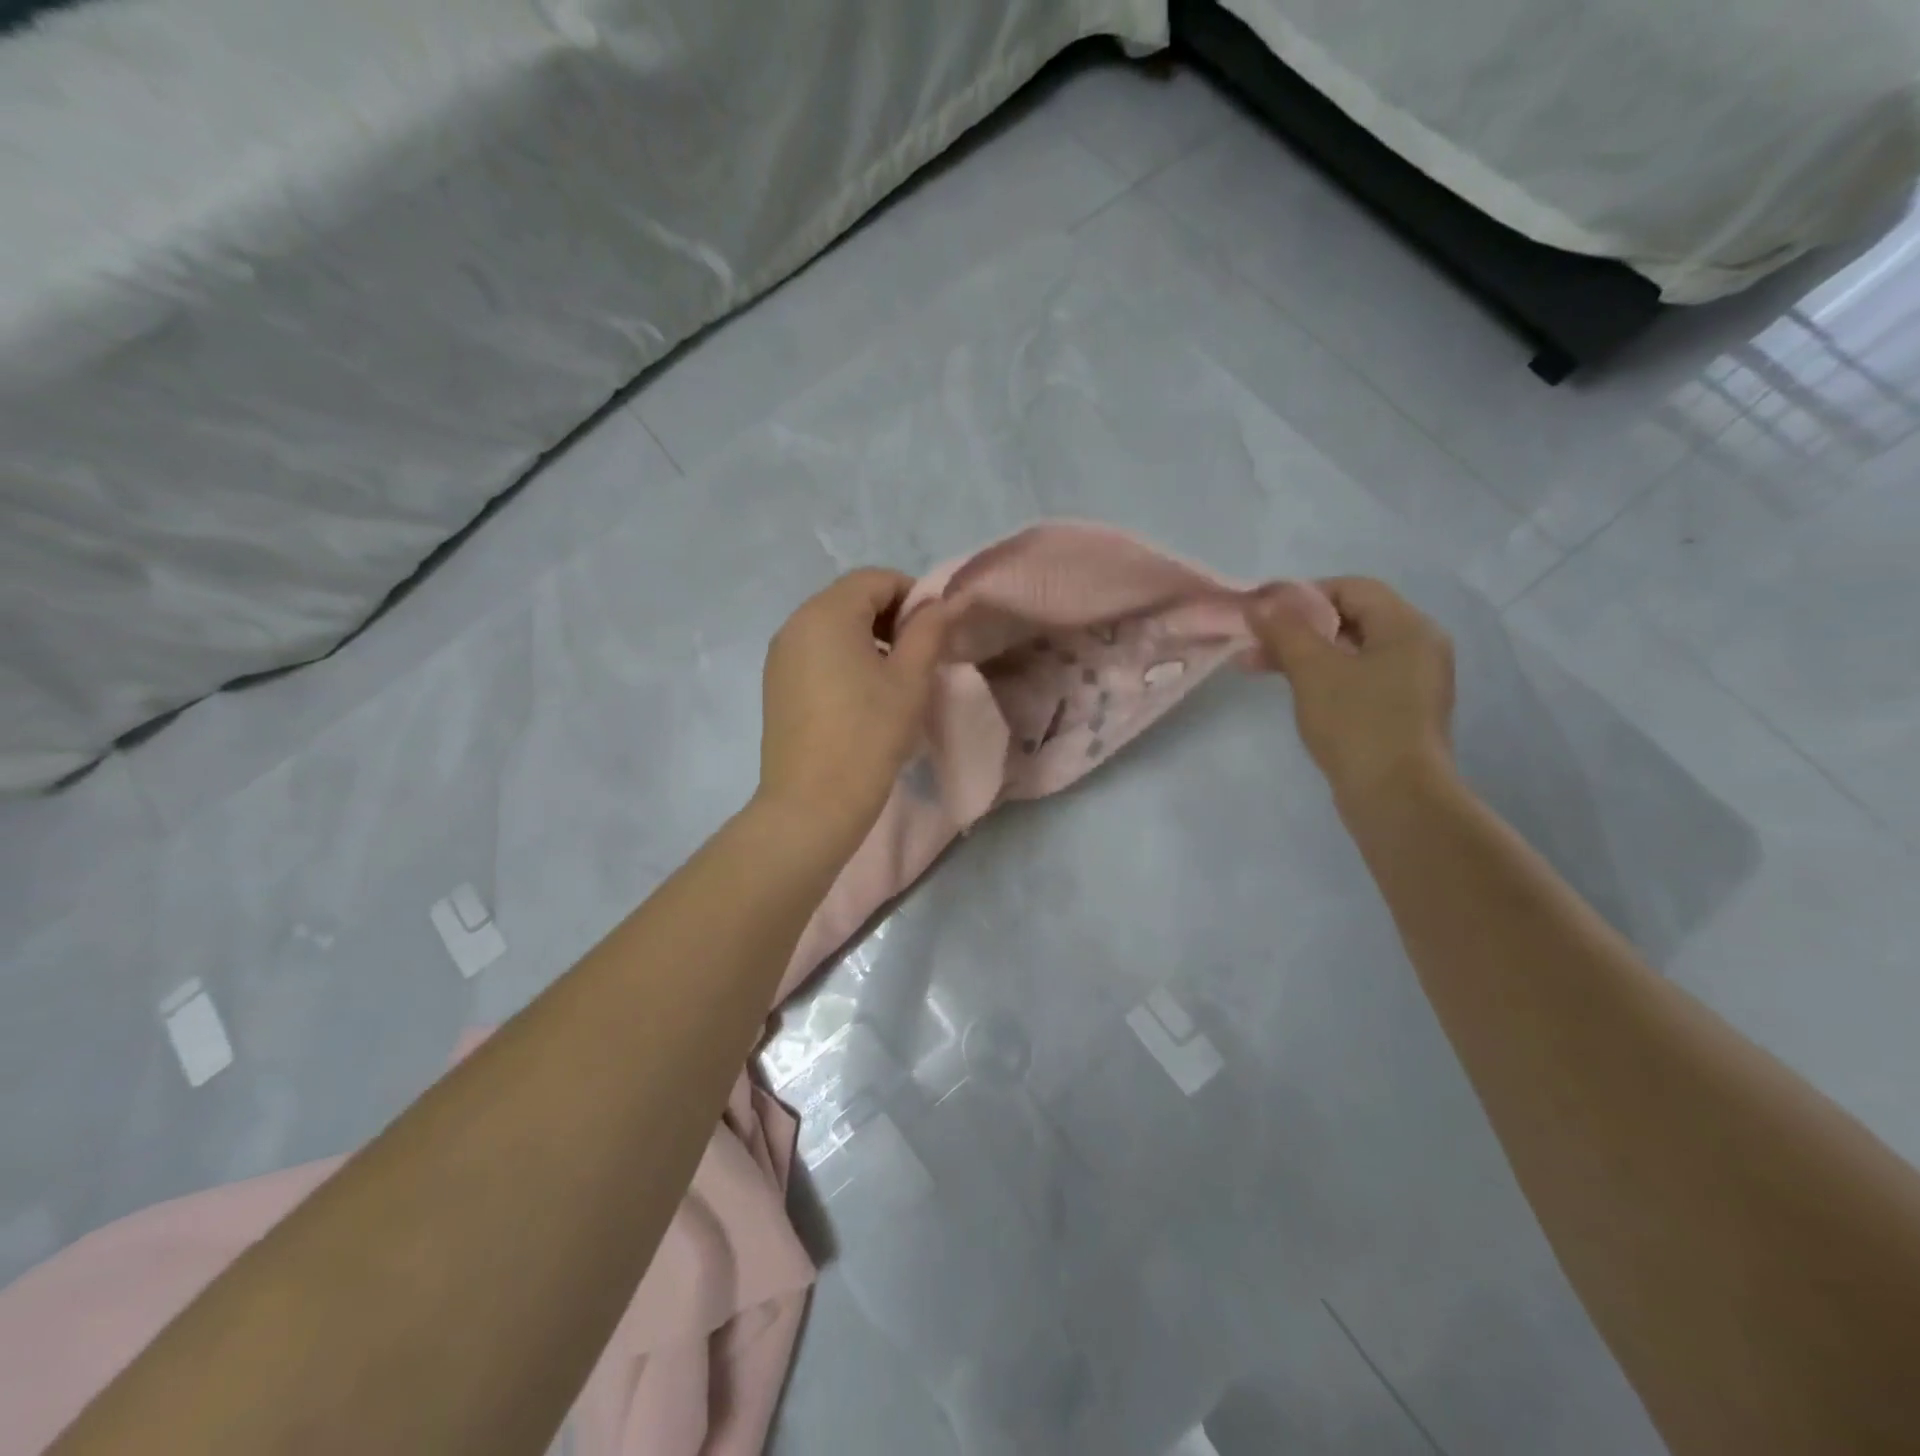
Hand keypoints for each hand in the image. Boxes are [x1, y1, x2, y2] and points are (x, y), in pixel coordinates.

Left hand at [755, 568, 947, 853]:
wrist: (812, 804)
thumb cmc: (869, 735)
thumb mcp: (910, 680)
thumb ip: (930, 631)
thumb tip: (946, 602)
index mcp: (827, 613)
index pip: (876, 579)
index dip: (913, 596)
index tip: (936, 632)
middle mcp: (795, 624)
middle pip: (851, 599)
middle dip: (891, 617)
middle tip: (920, 655)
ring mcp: (780, 656)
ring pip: (832, 627)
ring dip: (868, 638)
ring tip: (894, 679)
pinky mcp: (776, 684)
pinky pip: (816, 653)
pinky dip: (844, 658)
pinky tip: (862, 697)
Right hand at [1245, 576, 1455, 808]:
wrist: (1396, 798)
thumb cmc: (1357, 724)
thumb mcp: (1313, 670)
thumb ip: (1285, 631)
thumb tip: (1259, 602)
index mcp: (1407, 627)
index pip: (1351, 588)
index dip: (1302, 594)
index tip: (1261, 612)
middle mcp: (1417, 647)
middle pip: (1350, 619)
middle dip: (1297, 628)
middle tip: (1253, 643)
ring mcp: (1412, 682)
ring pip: (1350, 652)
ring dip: (1303, 653)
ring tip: (1257, 667)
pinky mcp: (1400, 712)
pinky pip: (1357, 679)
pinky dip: (1323, 677)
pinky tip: (1293, 691)